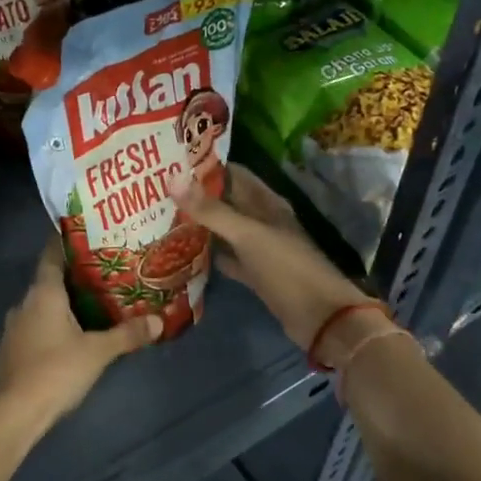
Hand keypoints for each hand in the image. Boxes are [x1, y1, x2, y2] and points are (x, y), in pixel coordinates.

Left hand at [0, 243, 161, 426]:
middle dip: (77, 275)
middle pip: (51, 279)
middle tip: (108, 271)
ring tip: (97, 301)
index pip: (53, 254)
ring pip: (44, 304)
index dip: (69, 241)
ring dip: (66, 301)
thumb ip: (127, 334)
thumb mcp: (97, 352)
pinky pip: (38, 324)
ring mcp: (16, 326)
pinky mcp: (14, 348)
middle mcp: (25, 302)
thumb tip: (159, 321)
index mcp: (43, 292)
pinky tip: (76, 333)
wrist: (13, 412)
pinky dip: (56, 322)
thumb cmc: (55, 371)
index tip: (91, 235)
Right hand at [174, 164, 370, 351]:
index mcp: (268, 204)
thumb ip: (211, 210)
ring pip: (226, 230)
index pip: (235, 174)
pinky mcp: (256, 274)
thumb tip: (172, 178)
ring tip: (165, 217)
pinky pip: (228, 258)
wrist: (321, 318)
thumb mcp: (248, 235)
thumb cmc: (286, 268)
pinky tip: (185, 253)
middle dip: (198, 196)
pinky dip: (211, 255)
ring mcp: (260, 249)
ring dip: (202, 225)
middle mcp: (264, 221)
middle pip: (228, 202)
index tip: (173, 163)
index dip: (207, 167)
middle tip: (159, 191)